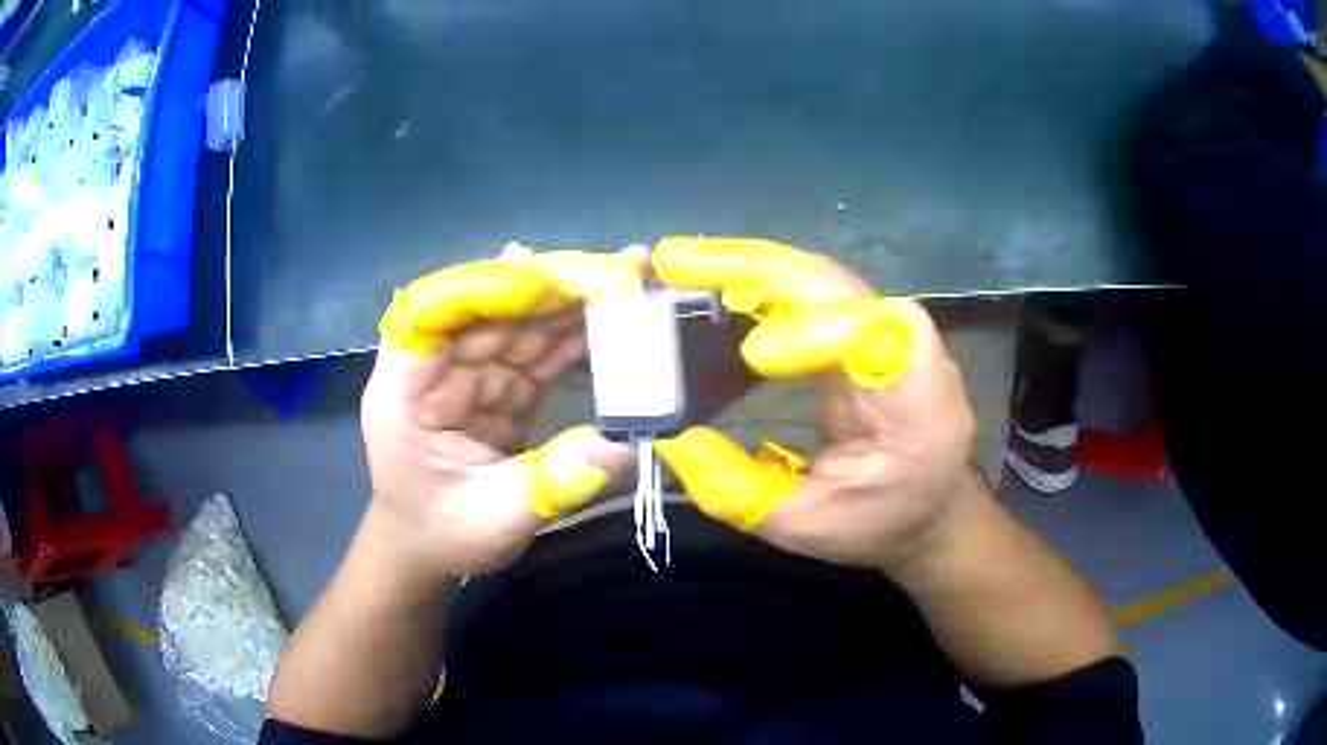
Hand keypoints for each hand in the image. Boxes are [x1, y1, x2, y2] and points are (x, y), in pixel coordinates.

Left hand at [361, 245, 643, 577]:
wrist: (428, 548)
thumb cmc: (441, 535)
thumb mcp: (491, 521)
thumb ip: (549, 484)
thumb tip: (623, 447)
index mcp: (404, 389)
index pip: (432, 313)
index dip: (487, 288)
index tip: (549, 279)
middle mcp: (434, 367)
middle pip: (490, 309)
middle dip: (555, 287)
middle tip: (623, 270)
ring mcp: (468, 373)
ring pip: (521, 324)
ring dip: (574, 304)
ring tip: (632, 285)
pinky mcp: (497, 386)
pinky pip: (538, 353)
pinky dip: (575, 340)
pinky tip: (615, 325)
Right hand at [652, 237, 978, 575]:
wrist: (928, 505)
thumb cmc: (879, 520)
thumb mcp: (806, 526)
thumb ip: (738, 489)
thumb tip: (669, 438)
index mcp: (916, 397)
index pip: (872, 337)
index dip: (815, 334)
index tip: (754, 357)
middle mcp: (905, 341)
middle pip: (831, 284)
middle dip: (751, 270)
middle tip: (674, 263)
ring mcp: (881, 324)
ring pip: (812, 276)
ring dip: (744, 267)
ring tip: (679, 265)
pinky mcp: (858, 324)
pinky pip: (805, 289)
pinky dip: (755, 282)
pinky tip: (711, 283)